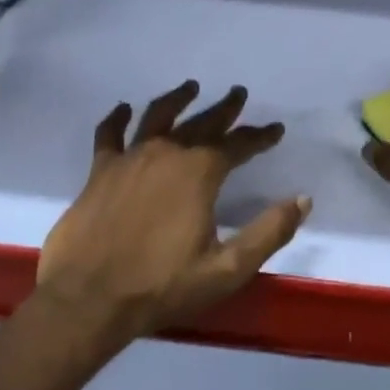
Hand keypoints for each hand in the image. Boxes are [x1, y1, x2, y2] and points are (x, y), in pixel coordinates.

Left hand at [38, 81, 308, 336]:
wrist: (87, 302)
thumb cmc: (161, 286)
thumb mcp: (227, 268)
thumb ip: (269, 232)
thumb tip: (303, 199)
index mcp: (200, 172)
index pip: (238, 144)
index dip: (260, 136)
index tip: (276, 129)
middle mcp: (168, 153)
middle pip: (202, 122)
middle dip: (225, 108)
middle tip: (238, 93)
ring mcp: (130, 159)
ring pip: (158, 116)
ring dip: (177, 99)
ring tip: (190, 87)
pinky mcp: (99, 172)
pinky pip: (109, 135)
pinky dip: (117, 119)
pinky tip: (123, 109)